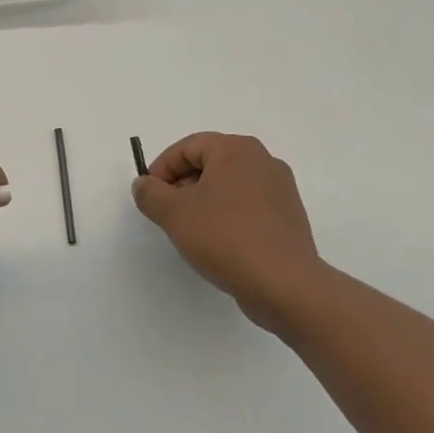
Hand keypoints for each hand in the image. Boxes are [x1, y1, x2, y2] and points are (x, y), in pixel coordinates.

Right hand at [132, 132, 329, 332]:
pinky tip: (218, 244)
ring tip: (190, 232)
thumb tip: (145, 185)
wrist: (284, 284)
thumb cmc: (224, 236)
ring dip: (203, 203)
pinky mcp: (288, 219)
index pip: (187, 148)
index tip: (150, 196)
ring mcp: (281, 191)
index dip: (161, 169)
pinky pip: (247, 208)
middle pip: (209, 164)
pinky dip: (227, 218)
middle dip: (182, 186)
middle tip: (166, 213)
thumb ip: (149, 193)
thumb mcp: (173, 212)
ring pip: (228, 187)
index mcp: (237, 150)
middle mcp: (263, 161)